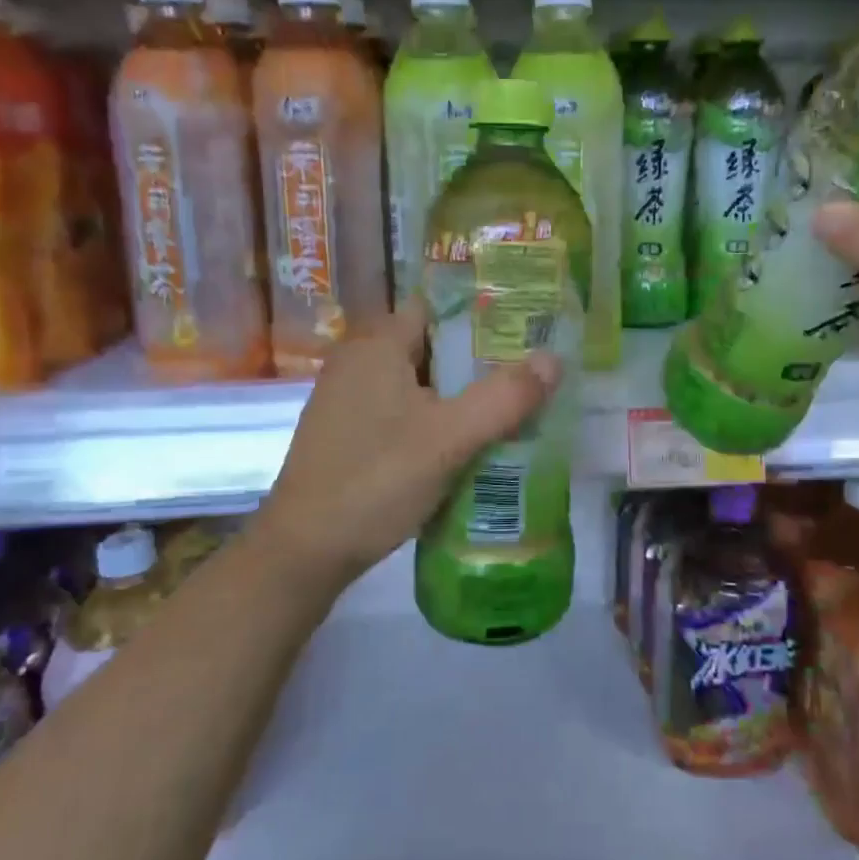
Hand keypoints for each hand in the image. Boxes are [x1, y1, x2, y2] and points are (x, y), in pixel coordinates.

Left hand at [252, 301, 559, 592]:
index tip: (525, 333)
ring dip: (459, 394)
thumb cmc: (376, 479)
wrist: (304, 551)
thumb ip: (504, 397)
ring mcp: (348, 399)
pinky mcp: (348, 434)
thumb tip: (554, 359)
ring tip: (509, 408)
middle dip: (478, 361)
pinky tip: (466, 444)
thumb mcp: (449, 438)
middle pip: (431, 347)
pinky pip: (403, 412)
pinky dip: (435, 419)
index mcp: (377, 345)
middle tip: (528, 375)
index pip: (436, 308)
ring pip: (418, 383)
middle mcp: (358, 361)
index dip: (481, 316)